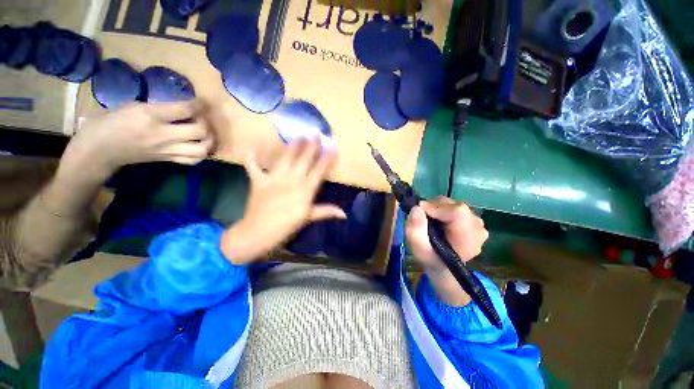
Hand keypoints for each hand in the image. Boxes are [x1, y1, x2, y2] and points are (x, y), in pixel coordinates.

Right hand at [60, 101, 214, 180]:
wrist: (98, 151)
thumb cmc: (109, 123)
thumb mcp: (132, 106)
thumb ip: (160, 108)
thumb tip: (183, 109)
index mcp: (151, 116)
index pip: (185, 109)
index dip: (198, 104)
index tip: (201, 102)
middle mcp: (163, 135)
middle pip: (200, 131)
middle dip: (206, 124)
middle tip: (202, 119)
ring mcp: (167, 150)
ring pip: (201, 149)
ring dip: (209, 141)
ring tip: (205, 135)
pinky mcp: (168, 160)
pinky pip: (193, 161)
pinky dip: (201, 155)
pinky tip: (199, 147)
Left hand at [220, 138, 345, 264]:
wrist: (259, 233)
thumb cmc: (286, 226)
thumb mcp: (308, 218)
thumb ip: (326, 211)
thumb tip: (344, 213)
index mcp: (305, 190)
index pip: (319, 171)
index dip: (327, 159)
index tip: (333, 149)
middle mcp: (292, 180)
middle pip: (304, 160)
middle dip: (311, 147)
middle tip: (316, 134)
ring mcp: (274, 179)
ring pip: (285, 158)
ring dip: (292, 146)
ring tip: (298, 135)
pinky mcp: (259, 180)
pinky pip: (253, 166)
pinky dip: (251, 157)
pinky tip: (249, 148)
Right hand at [405, 197, 488, 305]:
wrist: (443, 265)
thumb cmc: (430, 258)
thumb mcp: (418, 249)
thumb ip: (415, 231)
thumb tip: (416, 208)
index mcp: (467, 239)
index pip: (457, 212)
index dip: (436, 207)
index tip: (420, 212)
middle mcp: (477, 228)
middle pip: (454, 206)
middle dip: (434, 207)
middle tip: (422, 218)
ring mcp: (477, 222)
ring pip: (453, 203)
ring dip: (437, 208)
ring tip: (430, 221)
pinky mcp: (473, 218)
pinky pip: (454, 206)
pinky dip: (442, 209)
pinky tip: (438, 221)